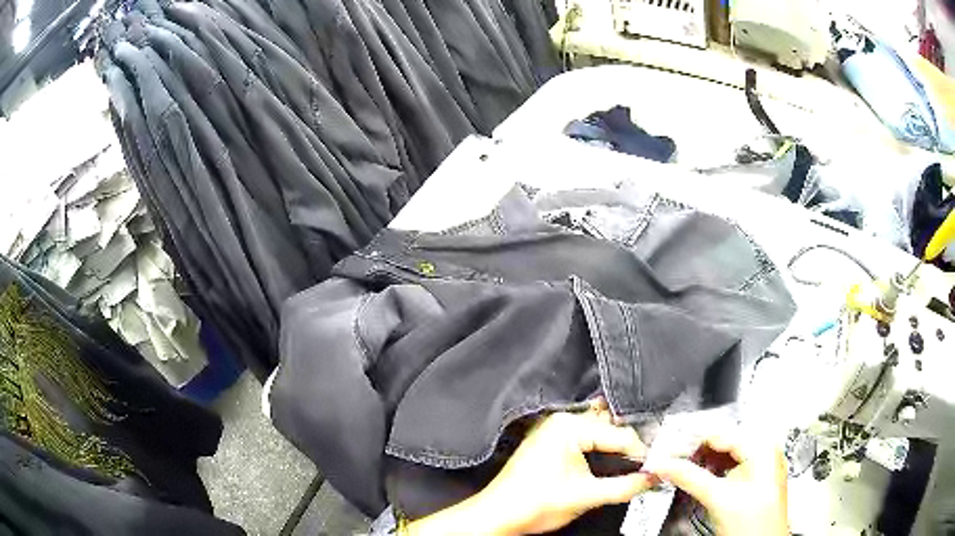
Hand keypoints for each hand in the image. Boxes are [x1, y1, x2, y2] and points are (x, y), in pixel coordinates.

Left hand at [407, 401, 651, 535]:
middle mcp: (561, 420)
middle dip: (630, 444)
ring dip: (616, 443)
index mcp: (569, 427)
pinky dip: (600, 445)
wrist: (498, 515)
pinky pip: (584, 436)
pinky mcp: (550, 441)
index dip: (641, 452)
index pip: (619, 434)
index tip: (656, 466)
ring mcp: (553, 429)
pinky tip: (611, 458)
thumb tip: (653, 478)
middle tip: (650, 461)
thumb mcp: (586, 496)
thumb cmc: (534, 504)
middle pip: (609, 427)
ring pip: (597, 430)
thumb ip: (625, 486)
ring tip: (635, 460)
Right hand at [649, 432, 788, 535]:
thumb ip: (689, 477)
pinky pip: (732, 467)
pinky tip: (700, 477)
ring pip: (727, 455)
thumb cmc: (754, 526)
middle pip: (724, 442)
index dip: (692, 439)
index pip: (721, 432)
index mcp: (762, 447)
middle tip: (671, 458)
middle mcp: (766, 452)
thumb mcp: (717, 498)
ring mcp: (762, 467)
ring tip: (681, 467)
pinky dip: (713, 470)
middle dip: (696, 450)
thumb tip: (665, 465)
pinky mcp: (756, 481)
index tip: (669, 446)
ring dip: (702, 461)